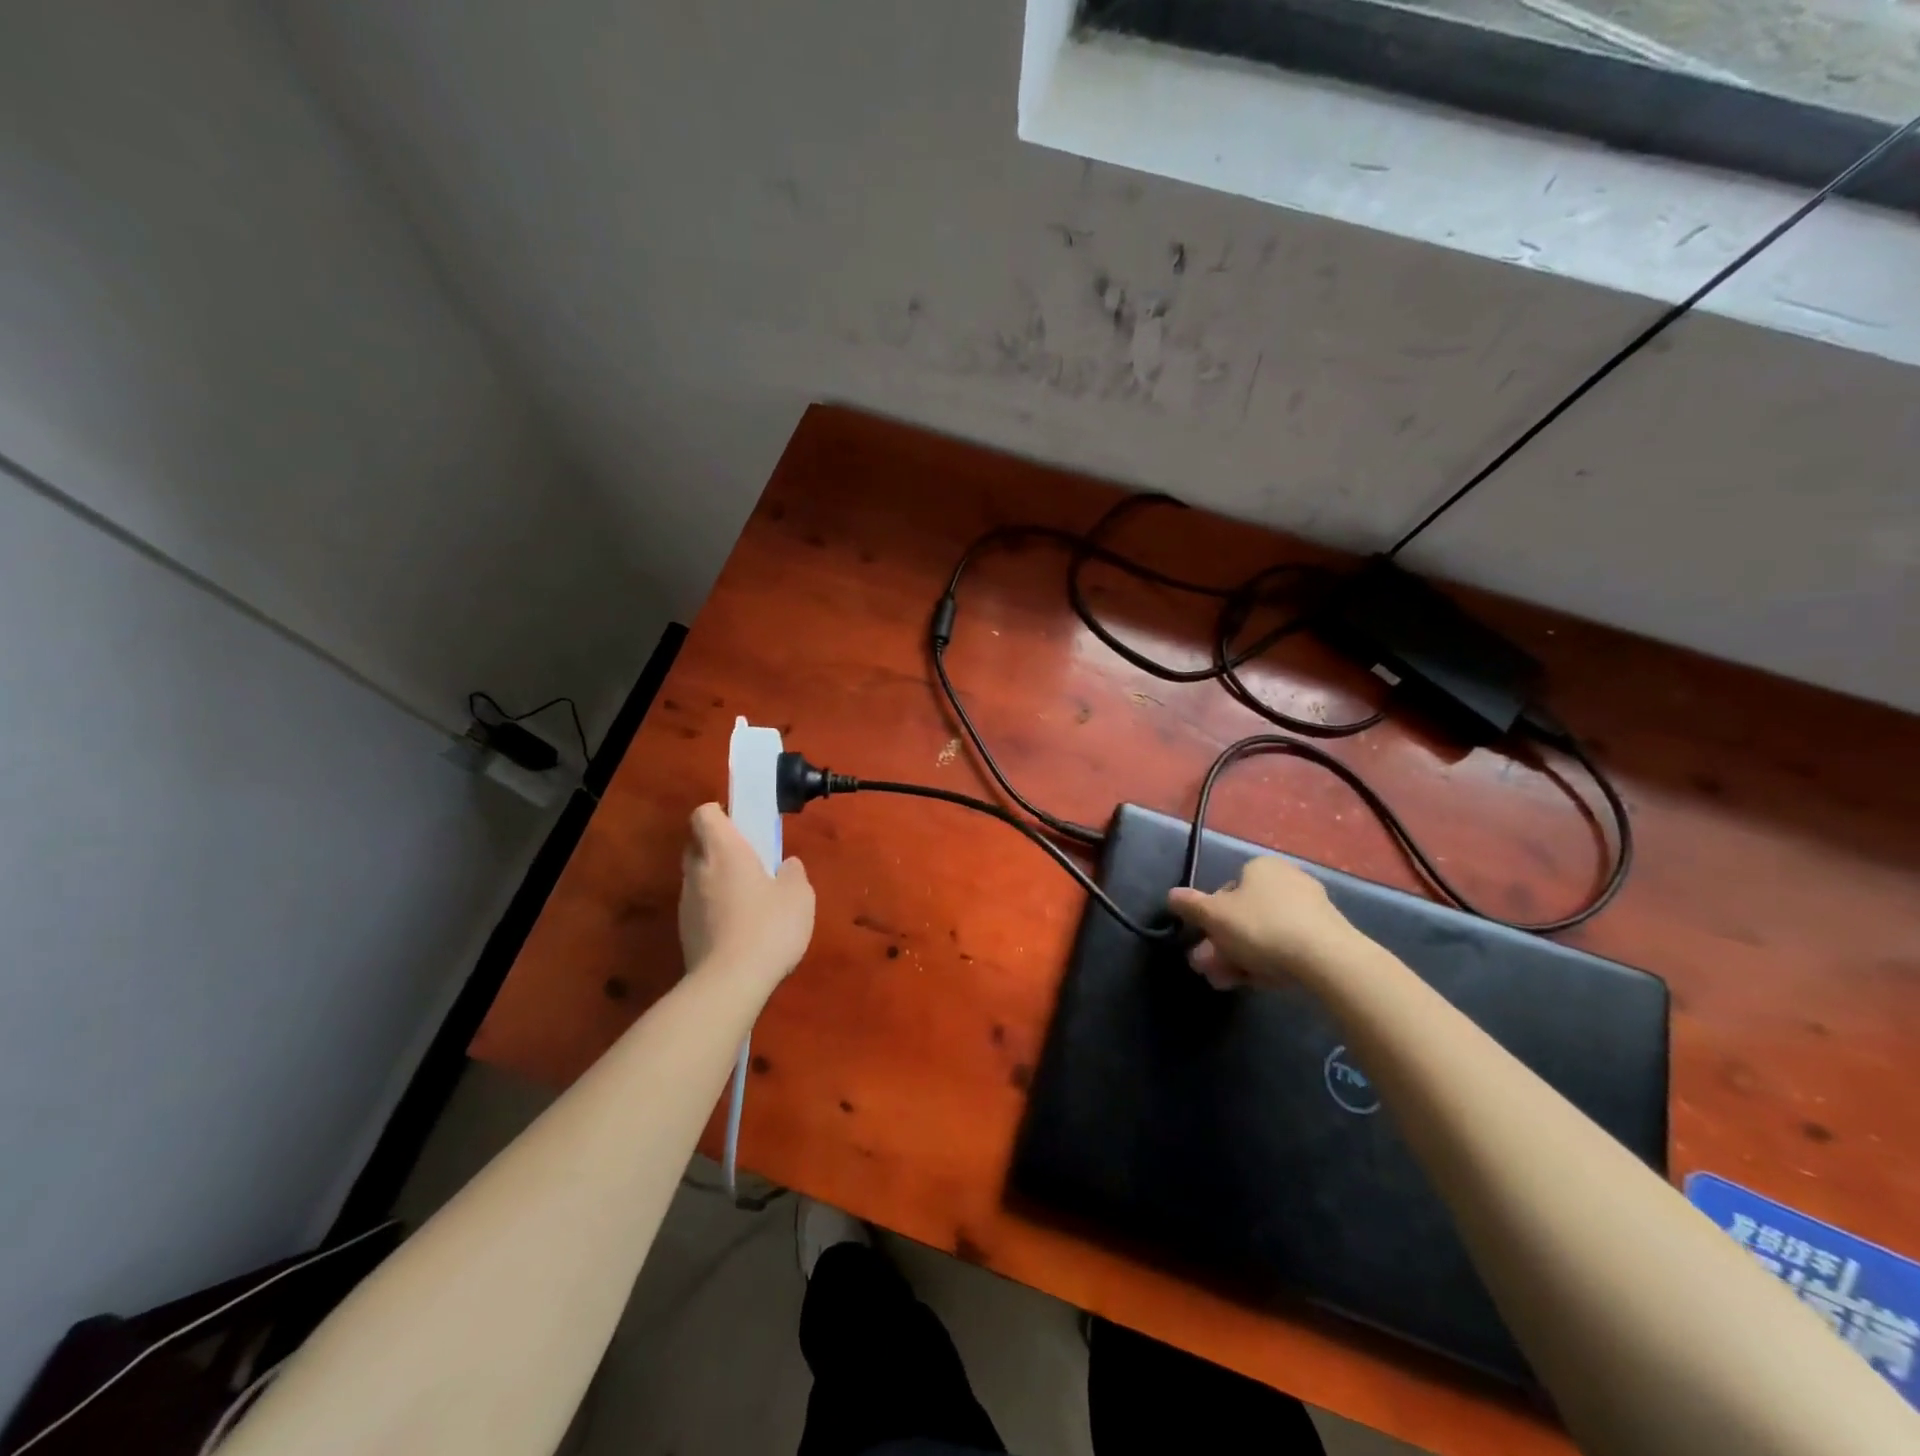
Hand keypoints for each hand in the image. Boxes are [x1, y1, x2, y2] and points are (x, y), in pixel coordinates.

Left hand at [678, 803, 814, 983]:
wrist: (730, 983)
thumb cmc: (768, 926)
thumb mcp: (799, 896)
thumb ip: (792, 873)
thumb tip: (785, 866)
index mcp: (723, 850)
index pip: (705, 814)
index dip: (721, 814)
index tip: (743, 826)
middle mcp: (698, 870)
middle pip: (698, 845)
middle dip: (719, 848)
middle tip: (749, 862)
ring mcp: (687, 903)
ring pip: (698, 878)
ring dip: (717, 881)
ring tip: (749, 901)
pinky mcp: (685, 933)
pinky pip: (700, 907)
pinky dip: (715, 910)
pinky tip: (740, 929)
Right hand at [1167, 855, 1363, 989]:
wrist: (1328, 960)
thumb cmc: (1263, 927)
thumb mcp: (1215, 916)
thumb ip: (1190, 905)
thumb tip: (1171, 895)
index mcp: (1261, 867)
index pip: (1226, 891)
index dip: (1210, 920)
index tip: (1203, 943)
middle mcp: (1287, 880)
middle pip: (1243, 917)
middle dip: (1221, 946)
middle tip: (1209, 971)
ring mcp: (1310, 909)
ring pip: (1263, 935)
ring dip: (1239, 959)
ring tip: (1226, 984)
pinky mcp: (1327, 937)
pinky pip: (1287, 947)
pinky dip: (1268, 963)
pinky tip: (1257, 985)